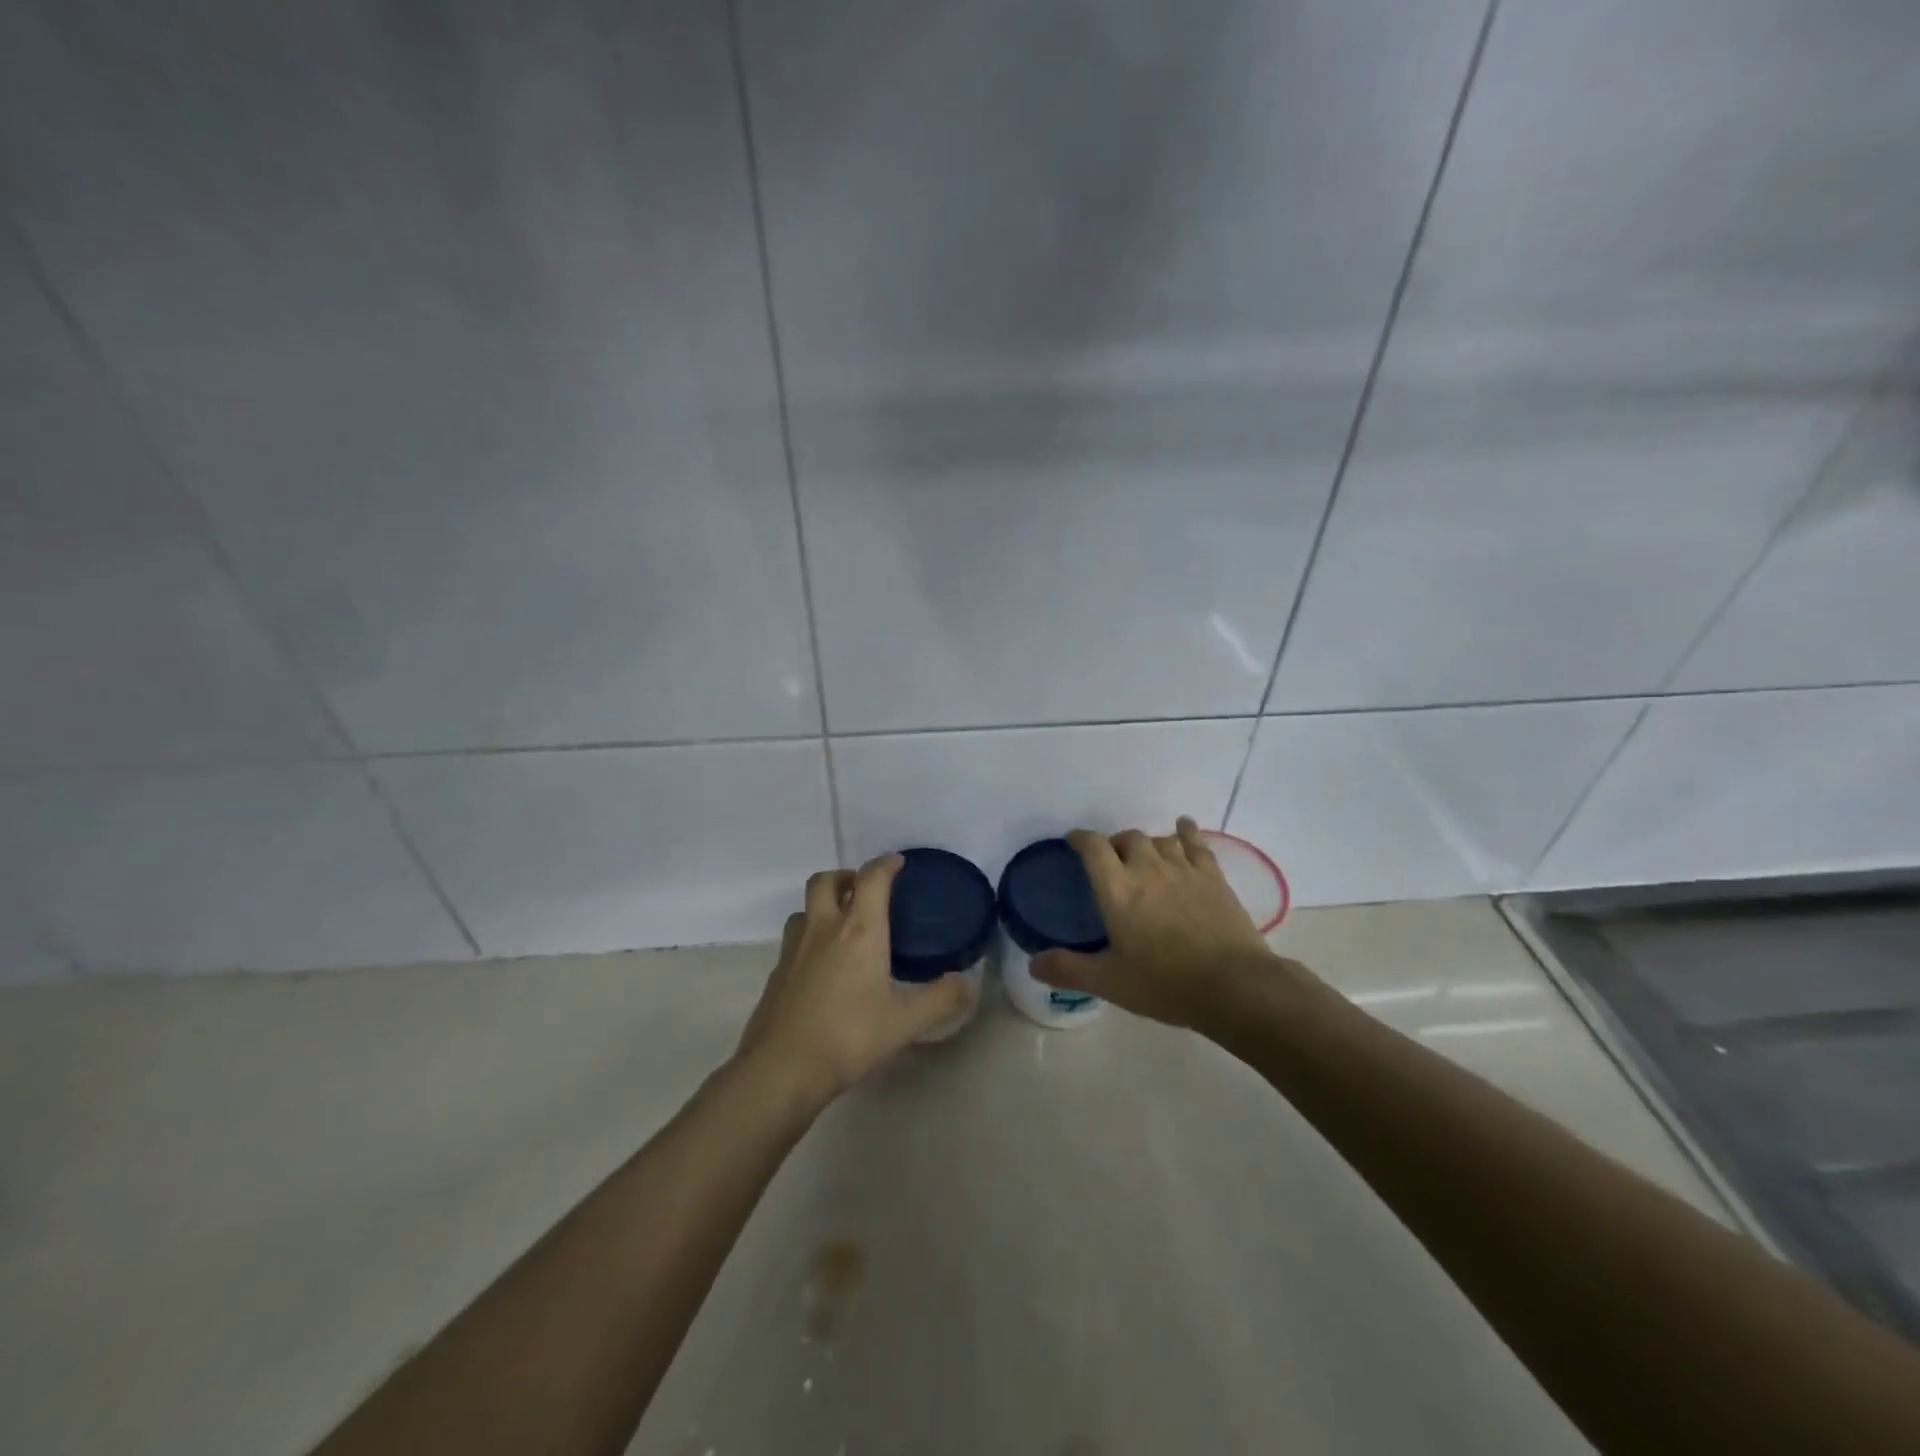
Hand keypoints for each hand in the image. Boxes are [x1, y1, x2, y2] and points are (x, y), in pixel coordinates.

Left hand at [735, 854, 974, 1105]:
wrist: (781, 1068)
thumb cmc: (848, 1037)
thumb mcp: (905, 1022)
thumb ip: (941, 1000)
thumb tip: (969, 984)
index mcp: (859, 930)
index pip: (871, 878)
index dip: (886, 864)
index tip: (898, 863)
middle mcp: (824, 928)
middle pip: (826, 880)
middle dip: (847, 876)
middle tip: (865, 892)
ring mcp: (794, 948)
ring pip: (805, 907)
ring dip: (824, 904)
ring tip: (843, 925)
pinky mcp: (777, 971)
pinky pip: (795, 937)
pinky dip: (811, 935)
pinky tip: (823, 964)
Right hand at [1032, 817, 1283, 1028]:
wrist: (1233, 985)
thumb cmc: (1165, 983)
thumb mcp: (1110, 982)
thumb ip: (1069, 970)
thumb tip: (1033, 964)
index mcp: (1117, 889)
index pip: (1092, 847)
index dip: (1079, 838)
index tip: (1072, 841)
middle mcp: (1147, 868)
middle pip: (1127, 838)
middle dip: (1114, 844)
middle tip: (1111, 862)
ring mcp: (1183, 869)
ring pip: (1159, 839)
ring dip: (1147, 843)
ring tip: (1144, 855)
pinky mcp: (1213, 876)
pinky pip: (1196, 843)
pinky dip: (1186, 831)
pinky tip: (1184, 827)